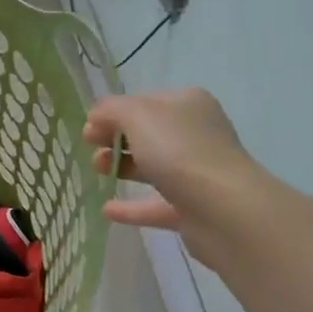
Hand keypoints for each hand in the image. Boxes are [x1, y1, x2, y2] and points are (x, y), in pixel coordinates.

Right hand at [83, 88, 264, 265]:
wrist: (223, 209)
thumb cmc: (178, 150)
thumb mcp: (136, 115)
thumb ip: (110, 110)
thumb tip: (95, 119)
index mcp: (187, 104)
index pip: (144, 101)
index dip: (113, 112)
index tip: (89, 129)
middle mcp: (196, 134)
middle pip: (148, 133)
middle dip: (115, 139)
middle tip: (91, 148)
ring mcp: (197, 172)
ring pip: (153, 166)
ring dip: (122, 167)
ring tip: (96, 171)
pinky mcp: (193, 208)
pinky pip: (156, 204)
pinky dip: (132, 206)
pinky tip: (107, 209)